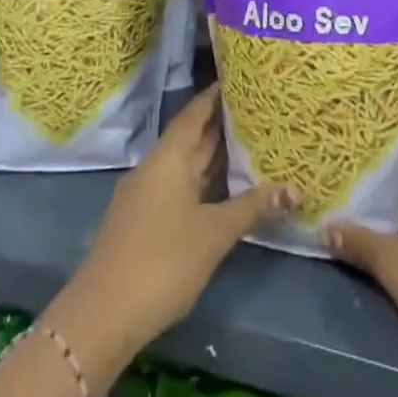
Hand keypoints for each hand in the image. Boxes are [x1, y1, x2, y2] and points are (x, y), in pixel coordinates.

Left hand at [47, 87, 295, 381]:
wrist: (102, 316)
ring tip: (250, 144)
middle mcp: (155, 169)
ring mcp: (146, 198)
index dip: (214, 97)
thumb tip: (296, 188)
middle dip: (220, 125)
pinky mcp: (144, 224)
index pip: (194, 115)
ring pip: (185, 166)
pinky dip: (203, 183)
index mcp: (168, 159)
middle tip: (257, 110)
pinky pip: (179, 189)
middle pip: (190, 139)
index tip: (239, 80)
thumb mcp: (214, 233)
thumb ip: (253, 208)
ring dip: (213, 156)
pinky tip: (224, 191)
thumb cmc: (162, 261)